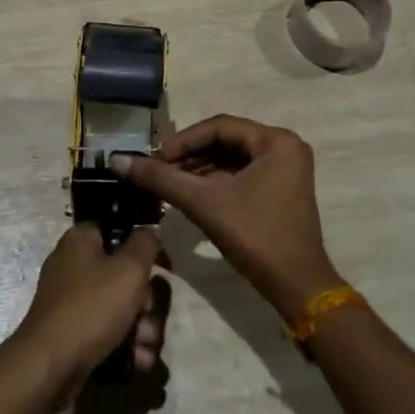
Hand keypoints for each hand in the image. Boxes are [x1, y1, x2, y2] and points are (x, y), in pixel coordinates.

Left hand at [5, 224, 166, 410]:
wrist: (50, 366)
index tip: (163, 266)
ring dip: (143, 328)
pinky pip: (110, 332)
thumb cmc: (92, 307)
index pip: (118, 230)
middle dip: (148, 302)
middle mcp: (74, 266)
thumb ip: (146, 243)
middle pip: (126, 276)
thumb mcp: (129, 268)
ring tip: (143, 346)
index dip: (144, 247)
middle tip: (148, 317)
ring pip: (123, 308)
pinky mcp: (75, 333)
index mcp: (81, 241)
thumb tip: (148, 233)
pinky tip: (136, 361)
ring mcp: (73, 302)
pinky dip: (127, 346)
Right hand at [113, 115, 338, 321]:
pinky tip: (189, 193)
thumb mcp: (204, 203)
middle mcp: (284, 148)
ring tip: (168, 182)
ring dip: (199, 168)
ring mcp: (285, 170)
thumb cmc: (255, 237)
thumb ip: (161, 179)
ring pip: (231, 159)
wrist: (296, 287)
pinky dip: (215, 181)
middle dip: (190, 155)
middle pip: (225, 141)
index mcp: (276, 141)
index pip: (219, 126)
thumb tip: (117, 160)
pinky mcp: (279, 189)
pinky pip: (241, 174)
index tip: (155, 157)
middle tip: (158, 170)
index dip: (183, 140)